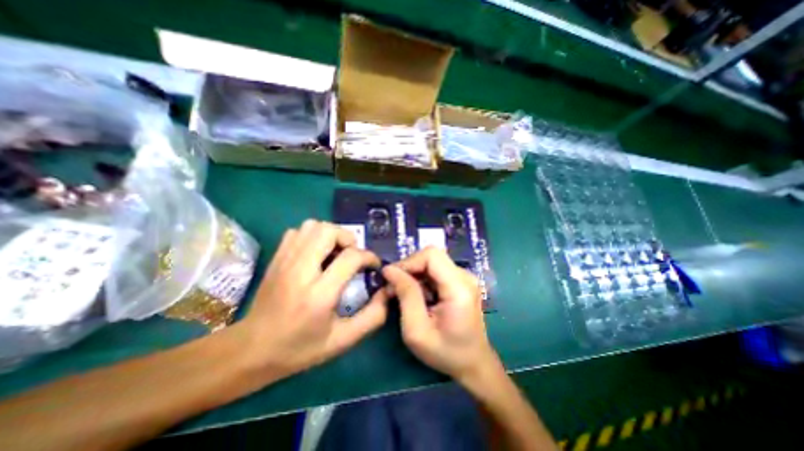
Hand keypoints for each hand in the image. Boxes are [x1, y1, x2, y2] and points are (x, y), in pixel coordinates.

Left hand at [236, 221, 389, 380]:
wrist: (250, 350)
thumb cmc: (299, 348)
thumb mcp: (343, 340)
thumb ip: (372, 317)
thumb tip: (386, 291)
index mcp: (319, 294)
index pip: (350, 257)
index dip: (368, 257)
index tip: (373, 266)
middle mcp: (300, 271)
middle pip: (328, 231)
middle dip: (348, 238)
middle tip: (352, 255)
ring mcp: (284, 261)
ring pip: (312, 226)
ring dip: (331, 234)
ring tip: (335, 253)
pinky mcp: (276, 258)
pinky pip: (298, 231)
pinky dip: (313, 236)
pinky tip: (316, 253)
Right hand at [380, 248, 500, 384]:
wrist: (474, 363)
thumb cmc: (446, 352)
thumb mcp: (417, 330)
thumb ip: (406, 296)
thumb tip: (389, 270)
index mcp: (459, 287)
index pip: (431, 255)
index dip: (408, 262)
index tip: (391, 279)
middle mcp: (465, 276)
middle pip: (431, 256)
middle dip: (409, 268)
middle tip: (394, 289)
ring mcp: (464, 277)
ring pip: (431, 262)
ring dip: (414, 275)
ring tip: (404, 296)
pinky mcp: (460, 281)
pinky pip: (436, 270)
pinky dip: (422, 279)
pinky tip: (418, 297)